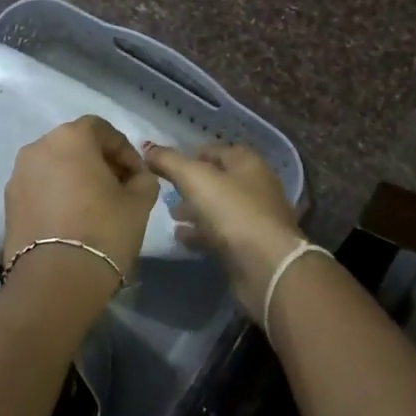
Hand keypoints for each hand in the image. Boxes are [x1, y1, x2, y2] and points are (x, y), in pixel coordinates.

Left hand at [3, 115, 160, 282]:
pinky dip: (56, 196)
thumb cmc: (104, 231)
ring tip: (94, 207)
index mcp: (70, 137)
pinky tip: (72, 221)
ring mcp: (18, 175)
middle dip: (98, 162)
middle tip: (118, 189)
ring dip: (75, 178)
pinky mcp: (8, 203)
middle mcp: (38, 147)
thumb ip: (142, 179)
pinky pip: (39, 188)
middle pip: (75, 145)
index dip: (124, 150)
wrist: (55, 280)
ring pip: (54, 167)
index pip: (102, 129)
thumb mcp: (139, 202)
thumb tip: (136, 177)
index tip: (137, 175)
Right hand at [142, 142, 303, 319]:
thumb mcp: (196, 179)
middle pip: (218, 180)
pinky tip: (182, 238)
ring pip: (219, 208)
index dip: (192, 154)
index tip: (167, 164)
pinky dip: (201, 234)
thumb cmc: (233, 213)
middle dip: (192, 184)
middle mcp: (255, 187)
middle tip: (167, 191)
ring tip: (172, 216)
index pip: (218, 150)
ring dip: (195, 210)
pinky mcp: (250, 247)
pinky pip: (221, 234)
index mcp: (248, 164)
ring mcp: (255, 219)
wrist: (267, 268)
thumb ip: (170, 161)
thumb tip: (148, 147)